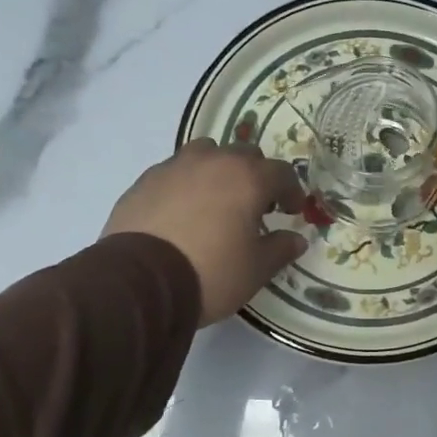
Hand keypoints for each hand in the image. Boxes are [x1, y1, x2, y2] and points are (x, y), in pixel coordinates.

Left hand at [104, 140, 308, 324]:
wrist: (141, 282)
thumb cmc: (211, 273)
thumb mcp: (256, 269)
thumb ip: (280, 249)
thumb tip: (296, 239)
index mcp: (247, 178)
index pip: (282, 173)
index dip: (292, 191)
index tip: (292, 211)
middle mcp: (212, 162)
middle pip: (244, 155)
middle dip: (256, 176)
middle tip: (256, 205)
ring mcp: (174, 167)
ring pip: (206, 154)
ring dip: (218, 171)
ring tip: (216, 201)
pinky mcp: (145, 181)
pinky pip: (175, 172)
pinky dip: (187, 184)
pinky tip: (183, 212)